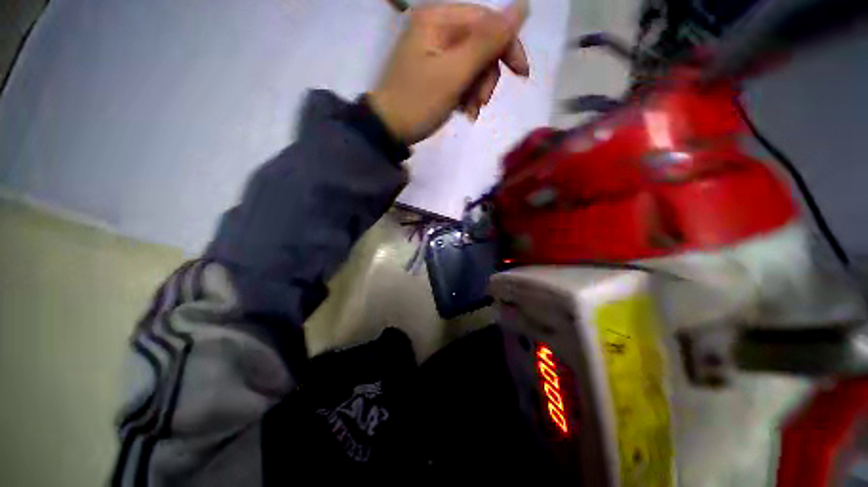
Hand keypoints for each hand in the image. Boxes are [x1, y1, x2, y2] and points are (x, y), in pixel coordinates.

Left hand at [368, 0, 529, 144]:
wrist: (389, 130)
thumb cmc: (418, 102)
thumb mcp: (454, 73)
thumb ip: (488, 41)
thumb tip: (522, 6)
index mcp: (438, 19)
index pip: (487, 22)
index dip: (508, 45)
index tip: (521, 75)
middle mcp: (437, 28)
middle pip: (480, 44)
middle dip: (486, 77)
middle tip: (479, 103)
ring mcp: (435, 51)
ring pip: (473, 64)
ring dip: (477, 90)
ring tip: (469, 112)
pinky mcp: (434, 71)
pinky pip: (461, 77)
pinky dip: (467, 95)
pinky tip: (463, 111)